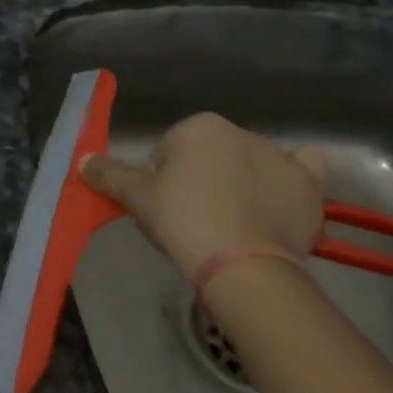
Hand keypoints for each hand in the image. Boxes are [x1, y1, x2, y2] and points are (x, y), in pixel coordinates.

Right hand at [81, 113, 325, 281]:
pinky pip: (304, 168)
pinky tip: (282, 194)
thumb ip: (109, 174)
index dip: (163, 180)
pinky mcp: (310, 185)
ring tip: (235, 221)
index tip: (167, 209)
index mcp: (199, 127)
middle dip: (203, 178)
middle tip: (195, 219)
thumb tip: (82, 160)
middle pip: (211, 154)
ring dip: (243, 180)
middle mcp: (242, 131)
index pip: (170, 150)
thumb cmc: (183, 221)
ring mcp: (281, 156)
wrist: (242, 266)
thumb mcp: (136, 198)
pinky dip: (294, 175)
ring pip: (252, 162)